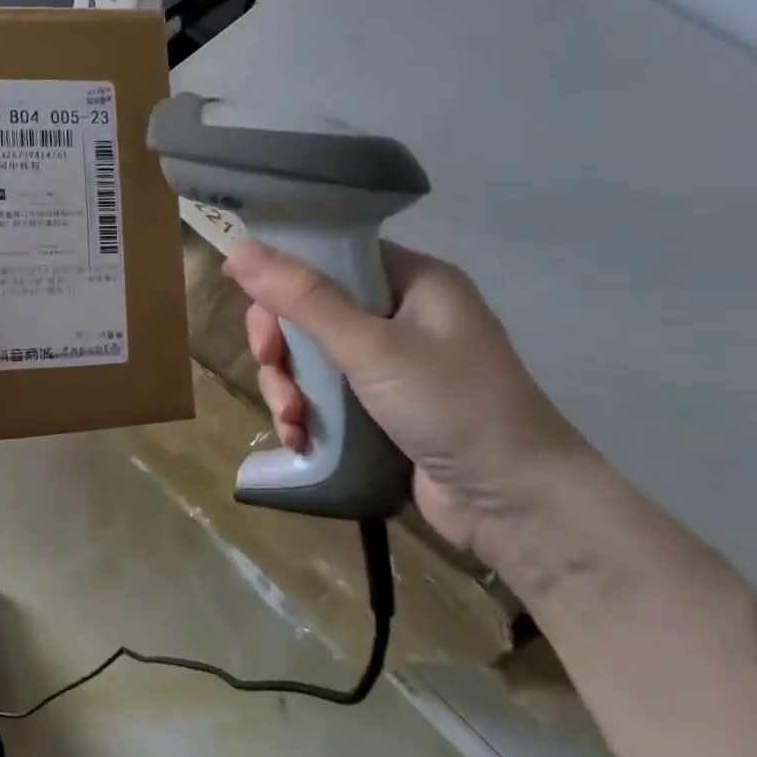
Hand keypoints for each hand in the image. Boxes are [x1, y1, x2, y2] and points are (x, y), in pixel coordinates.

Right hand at [224, 239, 590, 562]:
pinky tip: (299, 438)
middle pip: (310, 309)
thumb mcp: (371, 347)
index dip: (284, 274)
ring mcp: (390, 364)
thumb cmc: (453, 407)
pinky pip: (322, 394)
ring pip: (309, 356)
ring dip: (287, 386)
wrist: (518, 506)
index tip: (249, 300)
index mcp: (413, 282)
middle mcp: (401, 315)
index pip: (331, 256)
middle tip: (270, 365)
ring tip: (291, 419)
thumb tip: (239, 250)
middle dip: (281, 343)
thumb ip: (303, 298)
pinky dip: (303, 413)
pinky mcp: (379, 407)